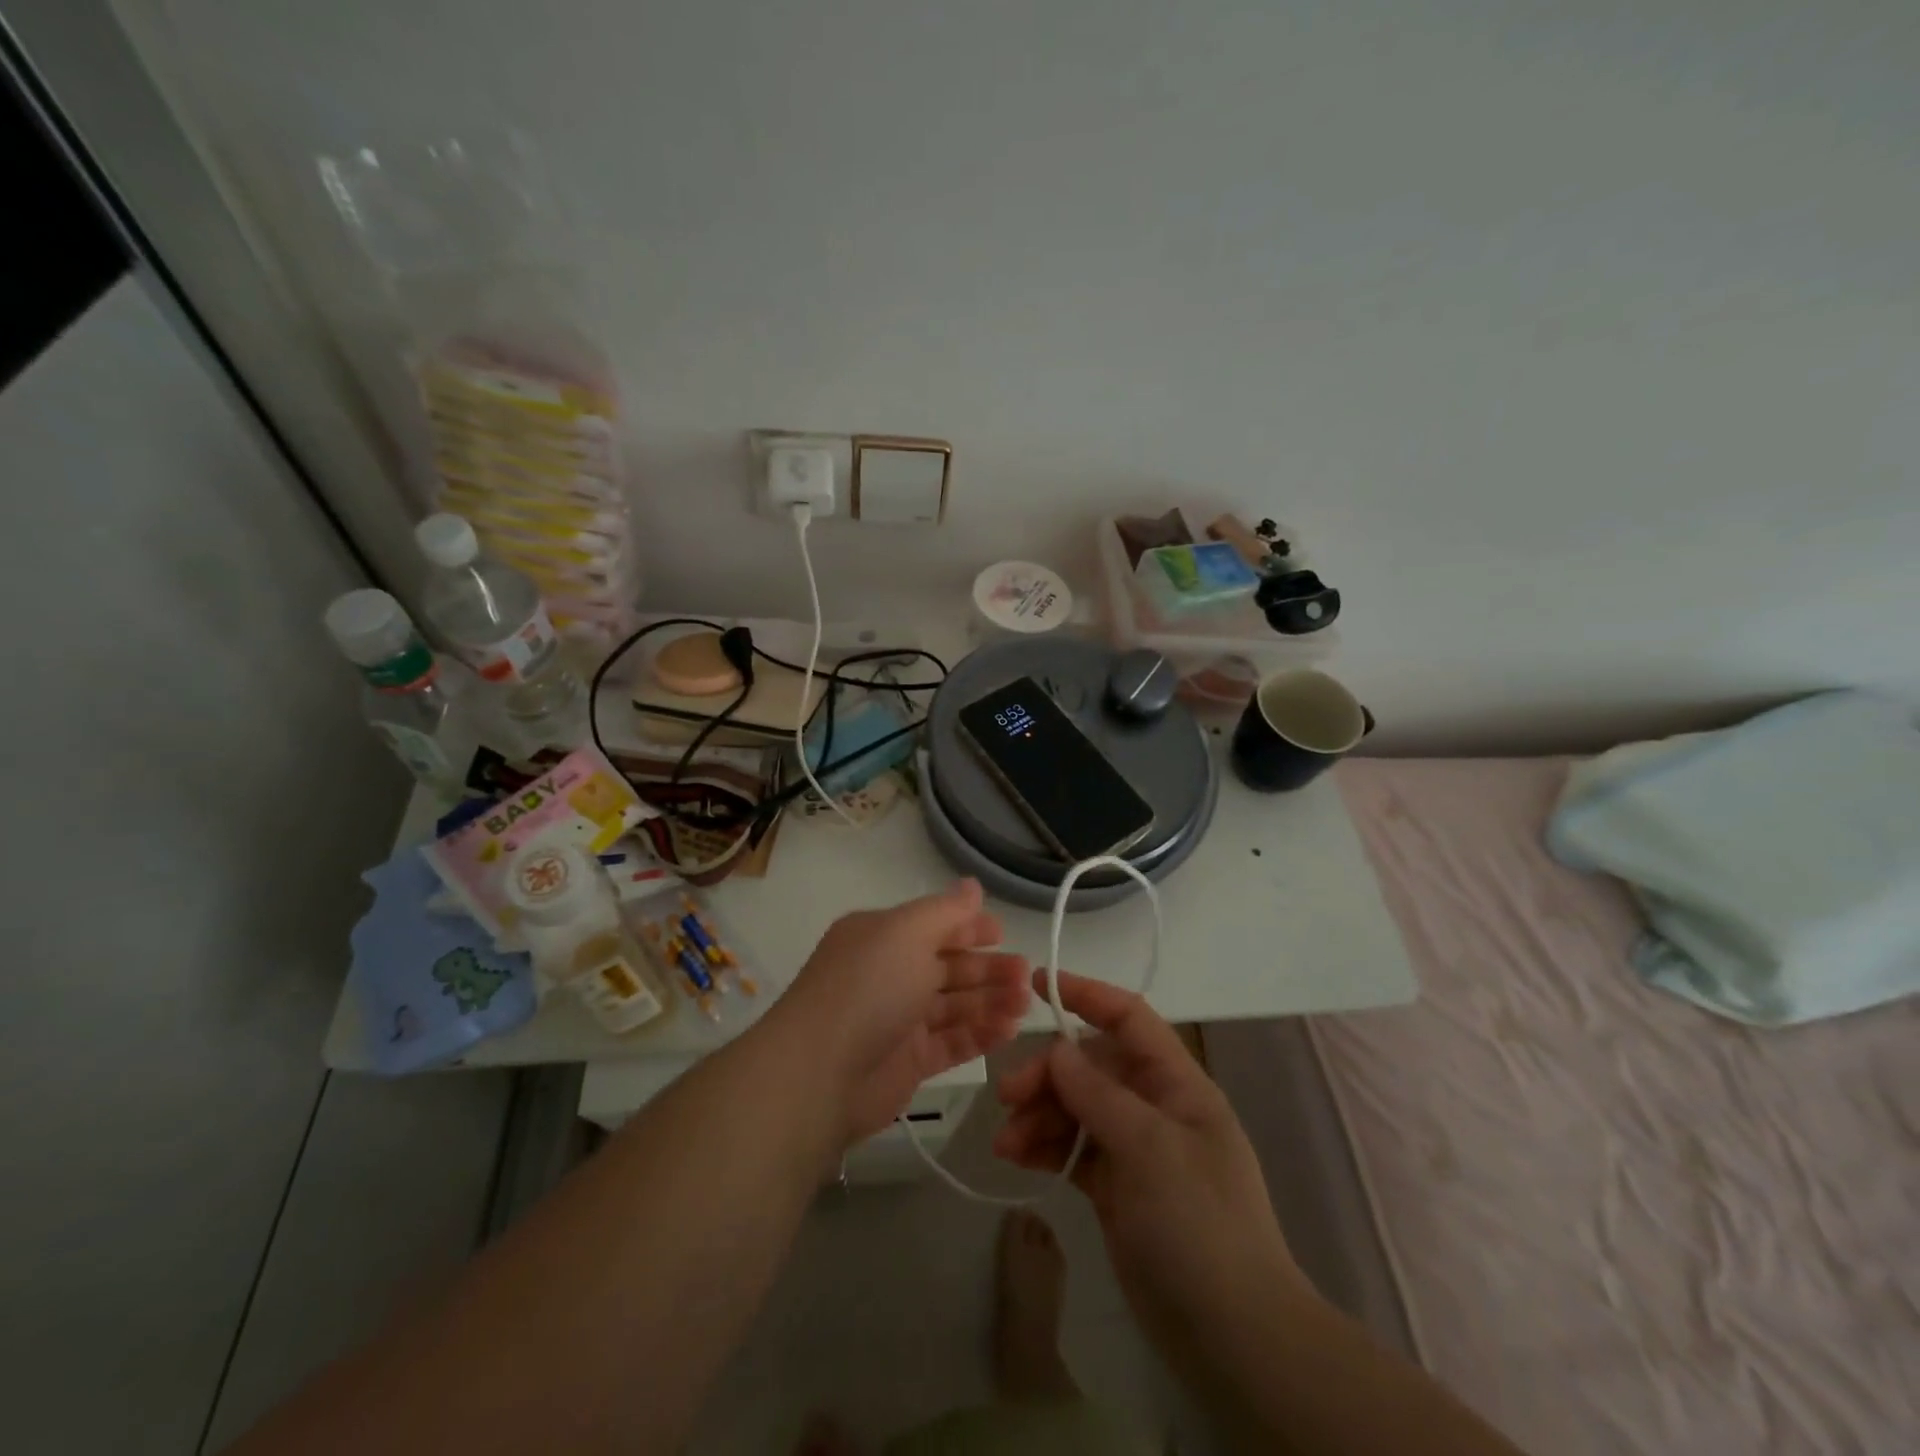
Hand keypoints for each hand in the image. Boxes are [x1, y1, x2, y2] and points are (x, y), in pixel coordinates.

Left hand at [777, 879, 1030, 1143]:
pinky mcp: (908, 1062)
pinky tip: (1009, 1030)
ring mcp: (898, 1019)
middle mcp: (888, 973)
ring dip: (990, 1001)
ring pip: (954, 1005)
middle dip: (988, 967)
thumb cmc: (867, 987)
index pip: (932, 925)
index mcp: (881, 936)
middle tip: (1026, 975)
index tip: (1003, 934)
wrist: (819, 1073)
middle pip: (948, 966)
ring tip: (1025, 1003)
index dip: (968, 927)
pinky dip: (979, 1034)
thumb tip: (972, 885)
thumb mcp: (907, 933)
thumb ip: (946, 911)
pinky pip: (951, 1042)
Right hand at [994, 970, 1303, 1355]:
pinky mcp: (1116, 1187)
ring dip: (1039, 1116)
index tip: (1036, 983)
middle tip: (1007, 1096)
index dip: (1086, 993)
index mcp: (1177, 1083)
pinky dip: (1045, 1149)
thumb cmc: (1199, 1223)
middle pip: (1091, 1066)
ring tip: (1005, 1143)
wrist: (1232, 1337)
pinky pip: (1073, 1150)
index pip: (1129, 1018)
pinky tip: (1016, 1159)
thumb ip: (1099, 1094)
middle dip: (1048, 1073)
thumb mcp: (1150, 1148)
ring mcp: (1135, 1148)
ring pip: (1076, 1109)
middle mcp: (1155, 1106)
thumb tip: (1058, 1049)